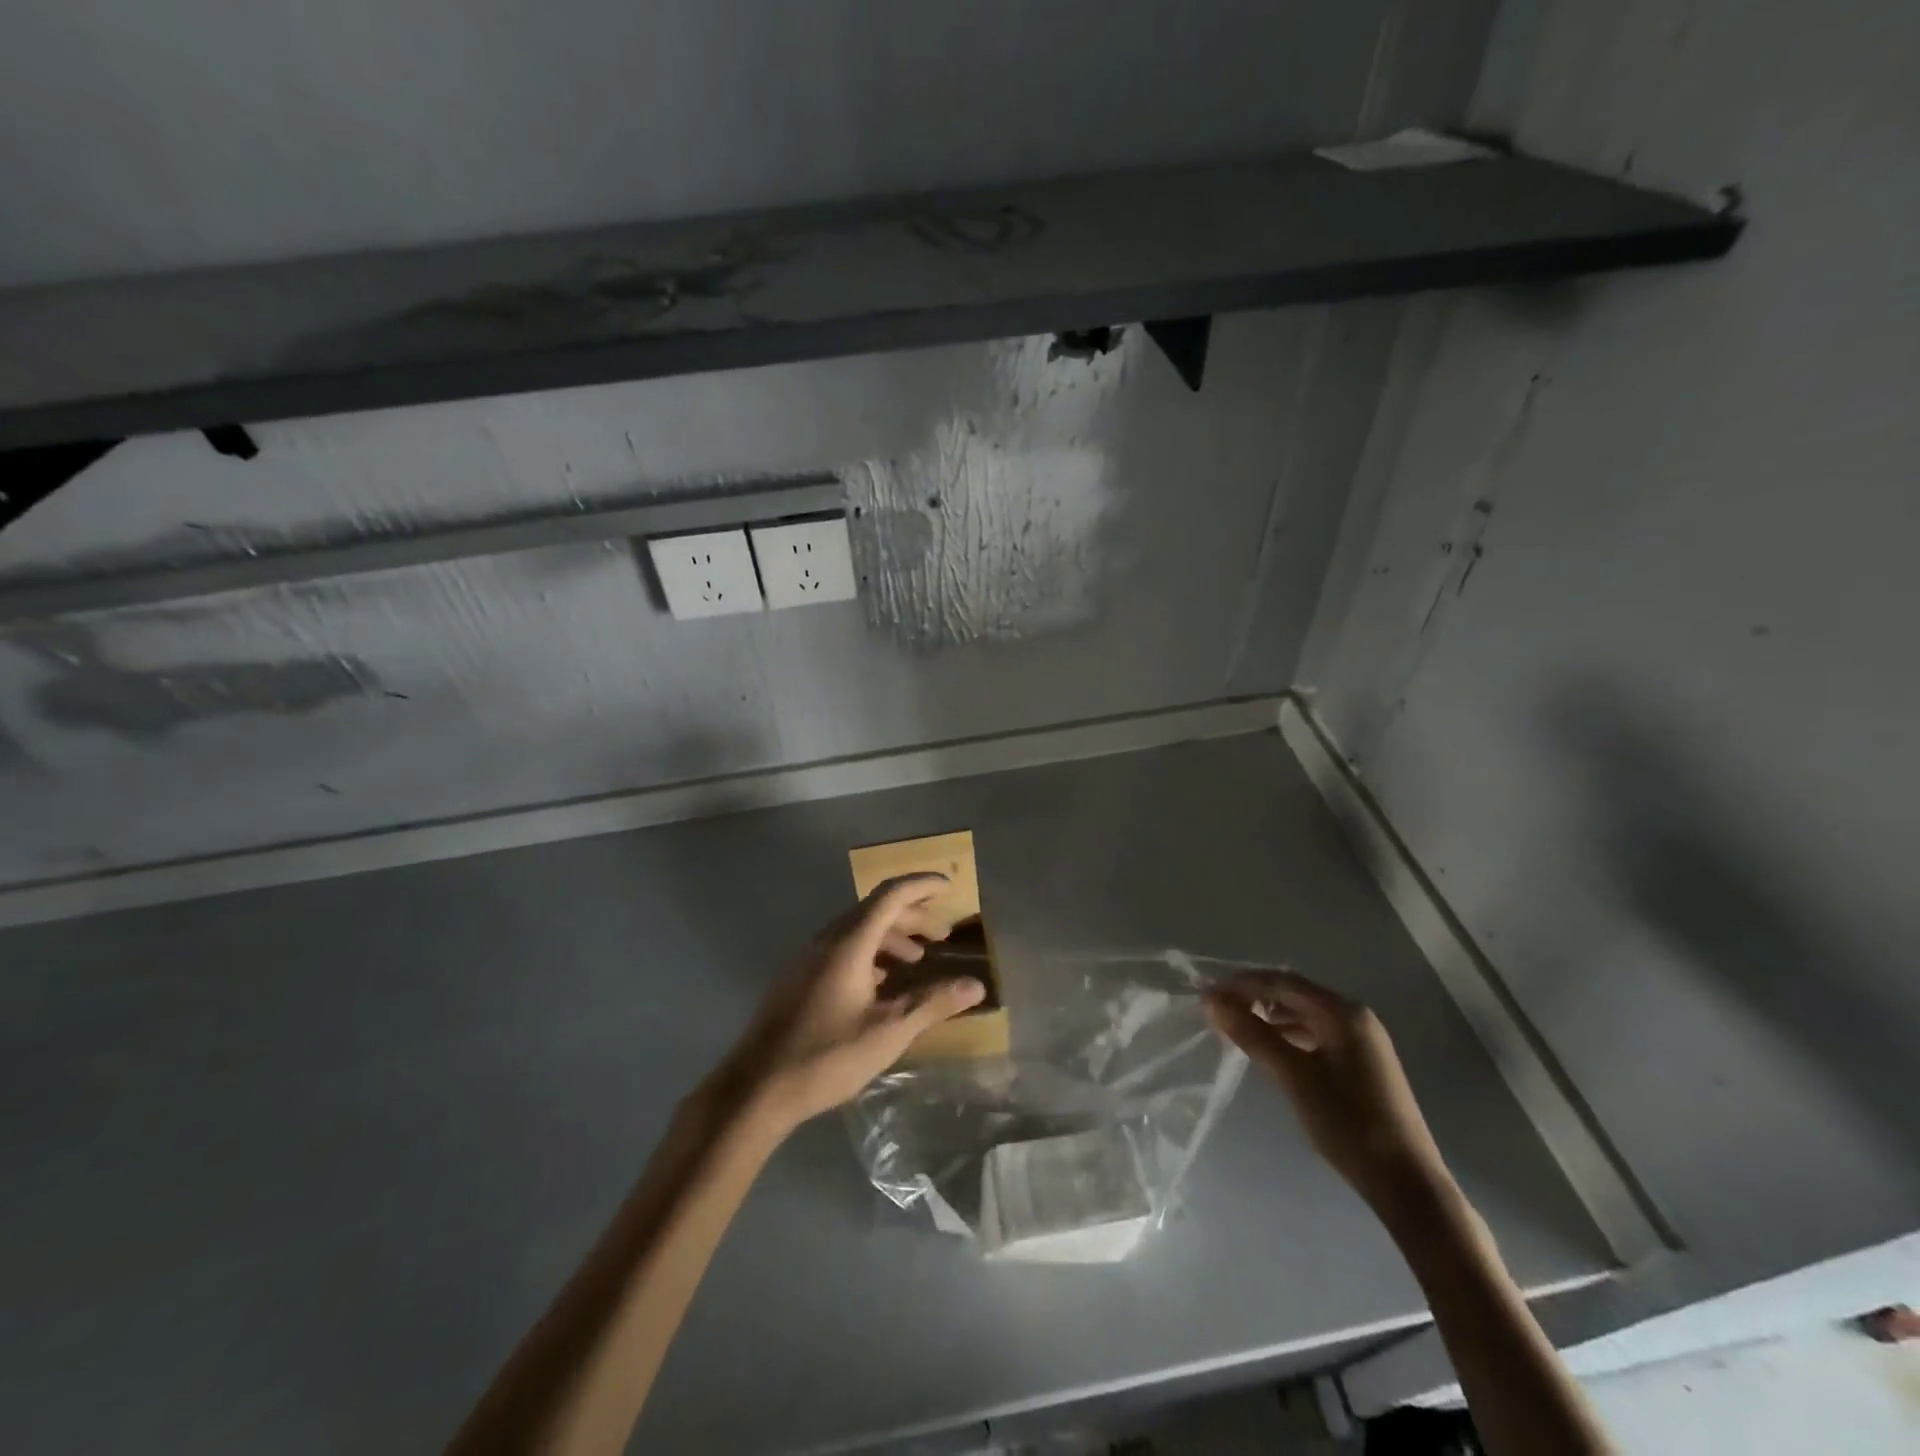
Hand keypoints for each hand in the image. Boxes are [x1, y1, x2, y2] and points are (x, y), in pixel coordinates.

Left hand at [707, 876, 985, 1135]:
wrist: (755, 1089)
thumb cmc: (826, 1056)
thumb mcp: (888, 1032)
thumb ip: (932, 1003)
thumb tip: (975, 986)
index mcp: (849, 943)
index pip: (890, 895)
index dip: (921, 885)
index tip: (949, 887)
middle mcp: (826, 940)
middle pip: (874, 910)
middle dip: (912, 916)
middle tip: (942, 934)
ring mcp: (807, 958)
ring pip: (856, 929)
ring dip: (890, 936)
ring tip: (917, 960)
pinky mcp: (798, 977)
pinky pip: (841, 948)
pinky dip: (869, 952)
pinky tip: (881, 983)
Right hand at [1204, 971, 1449, 1209]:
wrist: (1406, 1183)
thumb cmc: (1347, 1121)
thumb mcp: (1292, 1075)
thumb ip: (1251, 1033)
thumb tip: (1210, 1000)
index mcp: (1342, 1012)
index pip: (1282, 982)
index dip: (1242, 984)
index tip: (1207, 993)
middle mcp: (1355, 1017)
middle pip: (1294, 994)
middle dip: (1254, 998)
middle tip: (1217, 1009)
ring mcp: (1362, 1041)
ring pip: (1305, 1015)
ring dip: (1270, 1016)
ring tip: (1237, 1027)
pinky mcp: (1362, 1064)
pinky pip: (1317, 1034)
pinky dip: (1289, 1035)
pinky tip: (1271, 1049)